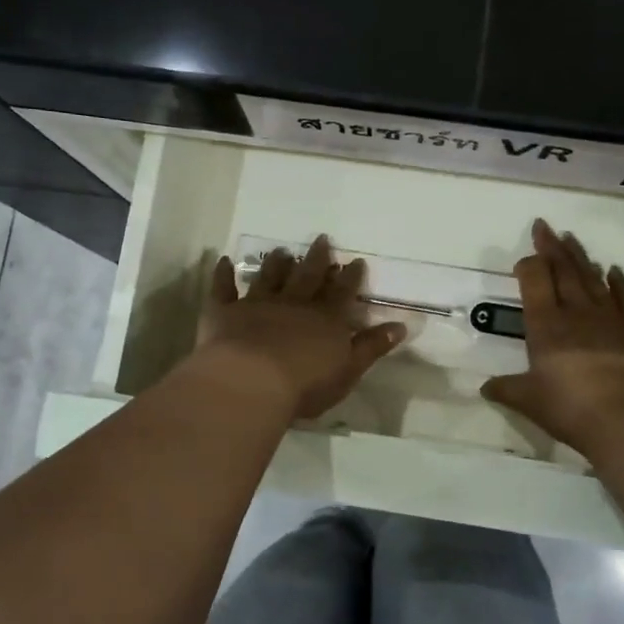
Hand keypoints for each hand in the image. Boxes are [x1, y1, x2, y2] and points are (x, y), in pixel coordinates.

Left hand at [197, 236, 407, 419]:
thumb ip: (371, 347)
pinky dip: (223, 274)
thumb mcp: (348, 370)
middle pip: (309, 276)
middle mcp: (294, 304)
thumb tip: (400, 326)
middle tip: (323, 238)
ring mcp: (258, 305)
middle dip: (318, 258)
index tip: (356, 261)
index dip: (351, 278)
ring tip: (283, 251)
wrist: (251, 381)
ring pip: (269, 278)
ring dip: (277, 264)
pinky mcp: (225, 312)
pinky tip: (223, 261)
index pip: (342, 294)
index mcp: (325, 320)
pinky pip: (224, 289)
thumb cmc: (305, 384)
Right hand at [482, 219, 623, 452]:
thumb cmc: (571, 407)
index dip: (529, 265)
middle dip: (552, 248)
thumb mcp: (530, 401)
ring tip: (572, 239)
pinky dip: (619, 282)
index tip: (526, 257)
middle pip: (563, 271)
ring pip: (593, 278)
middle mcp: (577, 312)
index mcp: (546, 325)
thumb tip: (485, 388)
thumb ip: (507, 390)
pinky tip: (614, 271)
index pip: (535, 282)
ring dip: (581, 257)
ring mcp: (611, 317)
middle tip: (545, 226)